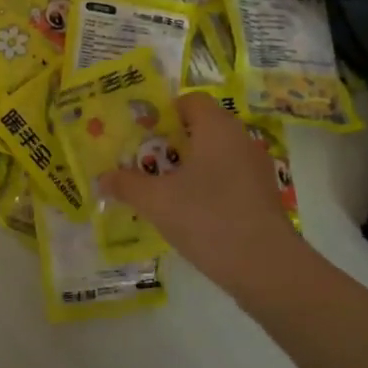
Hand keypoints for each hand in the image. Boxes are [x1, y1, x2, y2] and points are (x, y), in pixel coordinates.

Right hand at [99, 92, 305, 293]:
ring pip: (217, 155)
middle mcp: (240, 139)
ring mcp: (256, 168)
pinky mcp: (263, 195)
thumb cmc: (207, 218)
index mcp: (216, 128)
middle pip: (203, 127)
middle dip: (172, 142)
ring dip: (191, 166)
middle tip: (144, 163)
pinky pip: (229, 178)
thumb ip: (127, 185)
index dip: (164, 112)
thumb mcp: (156, 201)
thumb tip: (101, 178)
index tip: (142, 134)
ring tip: (163, 190)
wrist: (266, 266)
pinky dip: (209, 186)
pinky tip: (191, 212)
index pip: (191, 101)